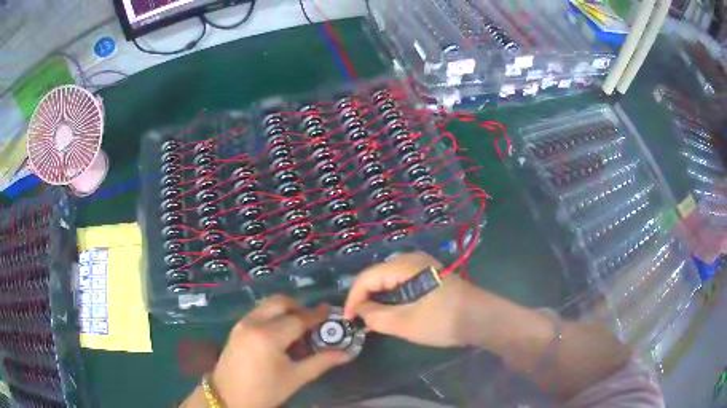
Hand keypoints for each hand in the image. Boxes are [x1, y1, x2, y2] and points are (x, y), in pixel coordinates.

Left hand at [184, 295, 350, 407]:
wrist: (228, 397)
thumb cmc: (265, 391)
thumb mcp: (295, 378)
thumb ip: (321, 362)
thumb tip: (345, 354)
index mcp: (268, 336)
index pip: (298, 319)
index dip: (316, 315)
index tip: (330, 310)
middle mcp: (253, 323)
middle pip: (280, 302)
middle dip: (299, 306)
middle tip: (313, 321)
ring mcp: (242, 324)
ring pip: (267, 305)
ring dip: (285, 310)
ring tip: (297, 329)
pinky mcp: (236, 328)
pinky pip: (258, 313)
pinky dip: (272, 316)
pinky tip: (280, 334)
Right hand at [343, 251, 485, 347]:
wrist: (482, 319)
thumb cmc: (443, 320)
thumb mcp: (405, 323)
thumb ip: (375, 317)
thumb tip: (360, 311)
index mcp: (405, 265)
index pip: (367, 278)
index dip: (353, 298)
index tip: (348, 319)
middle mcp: (412, 259)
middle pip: (377, 275)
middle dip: (365, 297)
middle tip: (359, 319)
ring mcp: (423, 266)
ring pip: (389, 279)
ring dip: (378, 297)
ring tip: (372, 317)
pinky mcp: (430, 276)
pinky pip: (402, 282)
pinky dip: (392, 296)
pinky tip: (391, 310)